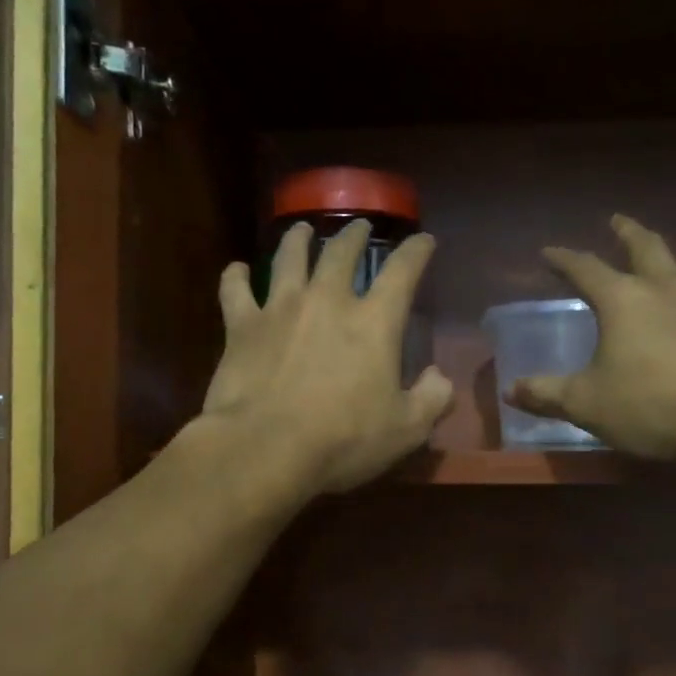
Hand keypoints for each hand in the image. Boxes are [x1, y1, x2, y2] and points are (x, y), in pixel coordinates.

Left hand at [201, 220, 453, 494]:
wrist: (265, 448)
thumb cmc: (342, 440)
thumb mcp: (406, 430)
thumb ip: (432, 399)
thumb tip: (439, 377)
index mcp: (374, 322)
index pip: (403, 272)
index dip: (416, 252)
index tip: (423, 240)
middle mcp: (327, 301)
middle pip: (341, 253)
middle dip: (354, 236)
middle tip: (359, 227)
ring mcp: (280, 308)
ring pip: (289, 258)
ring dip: (297, 240)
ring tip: (301, 229)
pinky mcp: (241, 326)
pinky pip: (235, 290)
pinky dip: (236, 276)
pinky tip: (237, 269)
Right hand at [508, 215, 675, 460]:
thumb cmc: (654, 405)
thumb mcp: (588, 405)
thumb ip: (548, 395)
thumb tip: (511, 390)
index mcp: (624, 300)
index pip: (586, 268)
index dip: (563, 259)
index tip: (548, 252)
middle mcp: (669, 288)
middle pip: (646, 247)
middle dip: (626, 232)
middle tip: (616, 221)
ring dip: (668, 266)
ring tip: (662, 272)